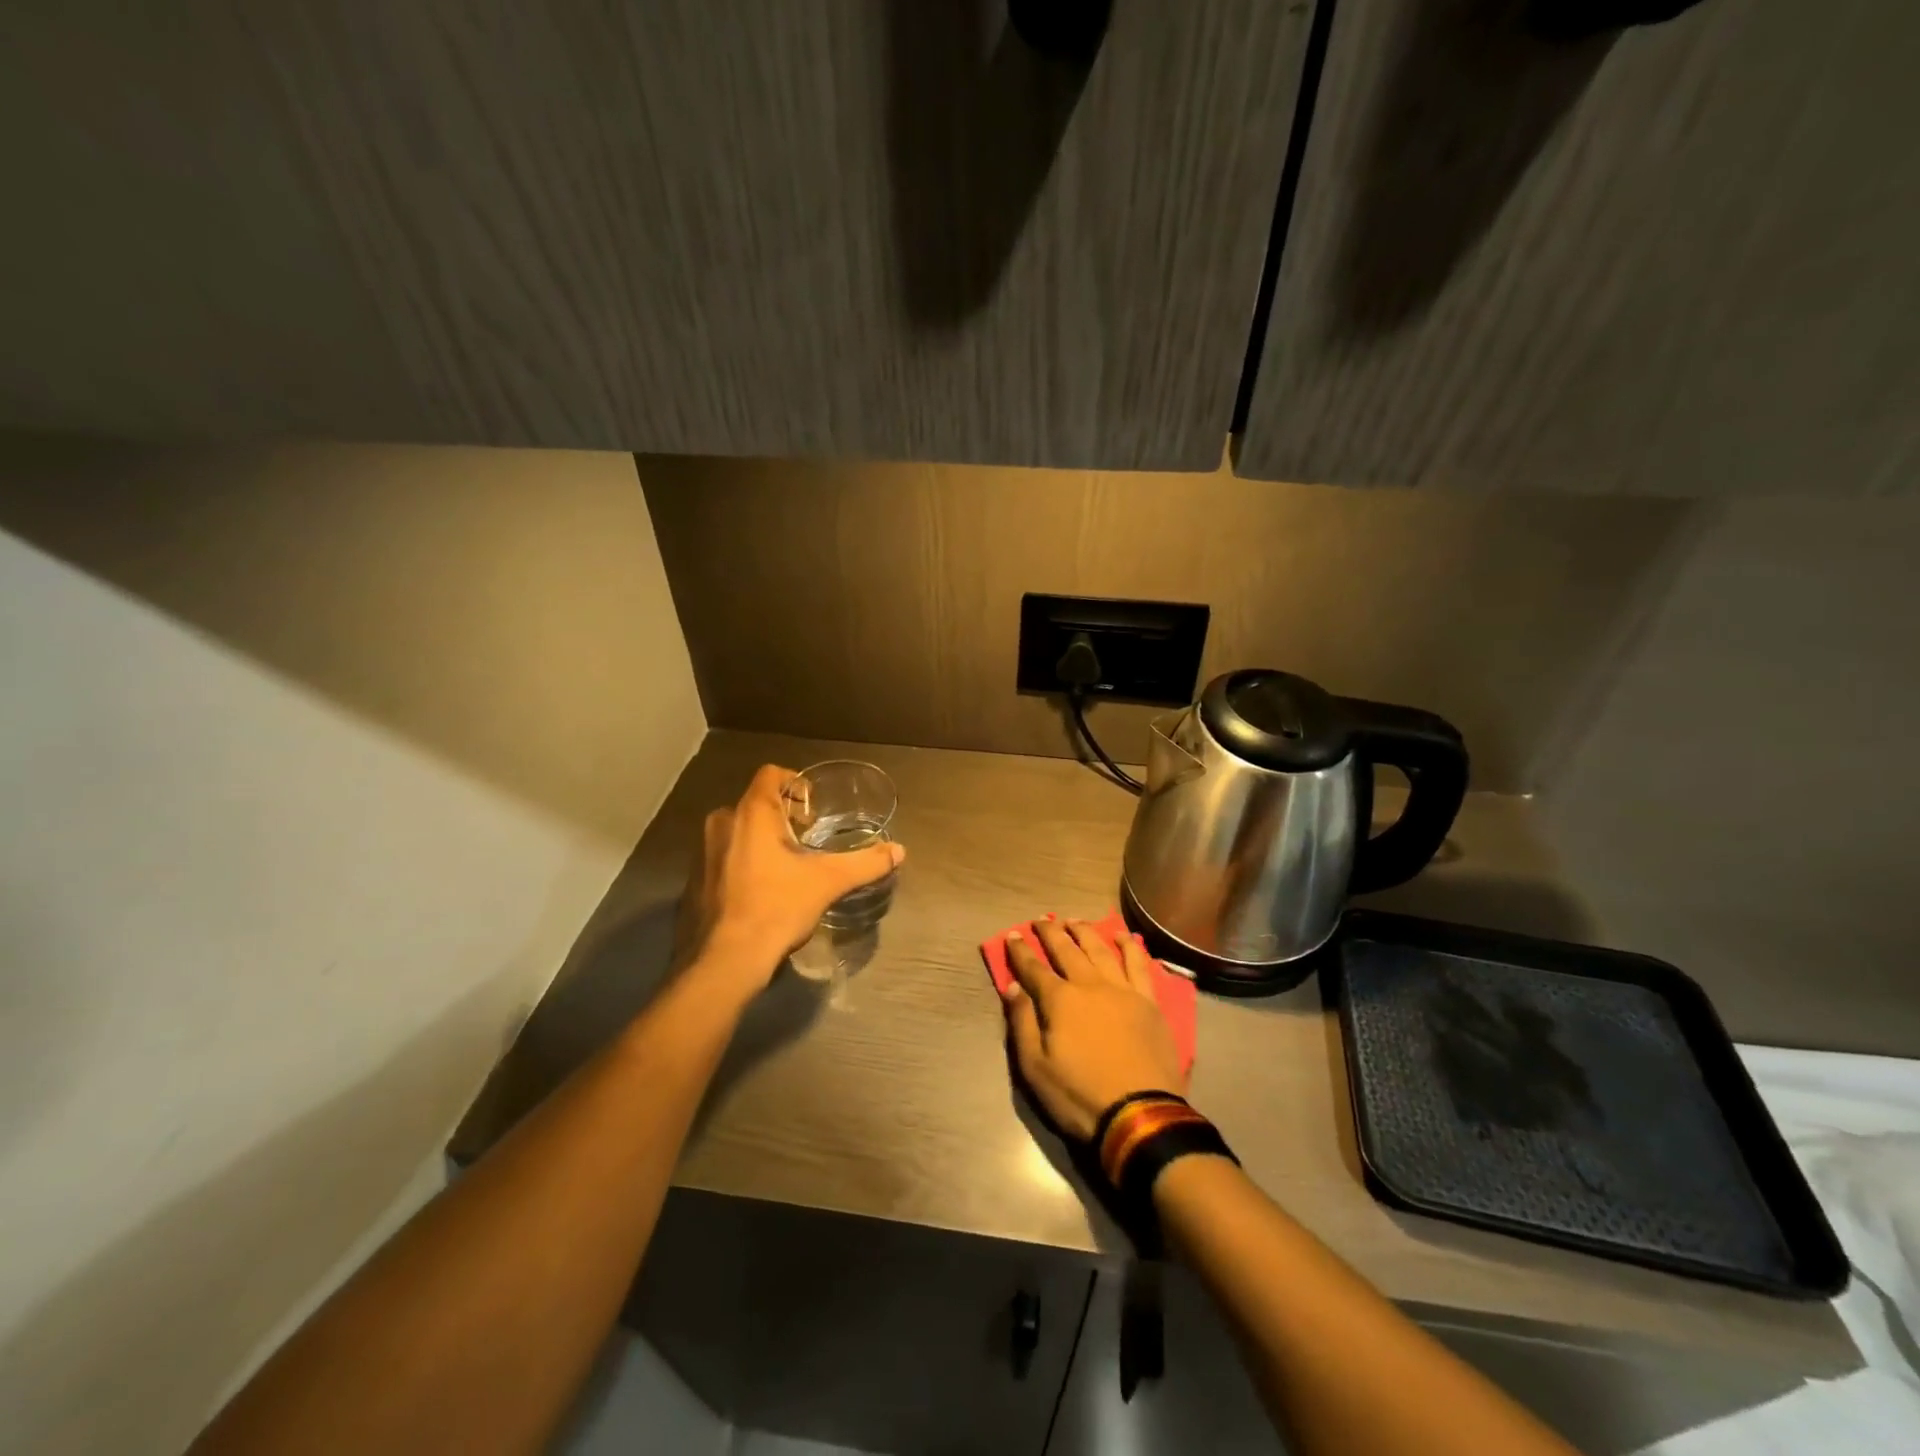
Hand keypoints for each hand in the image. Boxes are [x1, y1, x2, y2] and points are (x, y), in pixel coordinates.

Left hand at [681, 764, 903, 996]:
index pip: (771, 774)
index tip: (813, 809)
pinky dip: (743, 862)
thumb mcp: (828, 882)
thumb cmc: (777, 908)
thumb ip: (865, 863)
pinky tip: (762, 891)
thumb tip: (899, 851)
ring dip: (762, 839)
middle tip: (807, 839)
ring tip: (788, 866)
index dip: (795, 783)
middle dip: (782, 815)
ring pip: (738, 830)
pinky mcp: (695, 880)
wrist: (725, 961)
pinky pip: (724, 856)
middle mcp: (722, 823)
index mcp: (751, 813)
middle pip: (755, 802)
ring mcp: (703, 852)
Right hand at [1000, 918, 1185, 1140]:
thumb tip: (1012, 987)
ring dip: (1085, 932)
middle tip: (1041, 919)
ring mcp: (1122, 990)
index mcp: (1060, 1000)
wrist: (1140, 1114)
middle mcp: (1090, 985)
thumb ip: (1022, 1023)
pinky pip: (1138, 964)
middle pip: (1067, 950)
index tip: (1013, 935)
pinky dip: (1129, 946)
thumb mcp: (1035, 1068)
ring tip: (1073, 920)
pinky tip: (1123, 936)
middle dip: (1051, 933)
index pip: (1034, 968)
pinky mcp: (1149, 1001)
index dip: (1021, 951)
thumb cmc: (1080, 1095)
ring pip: (1100, 949)